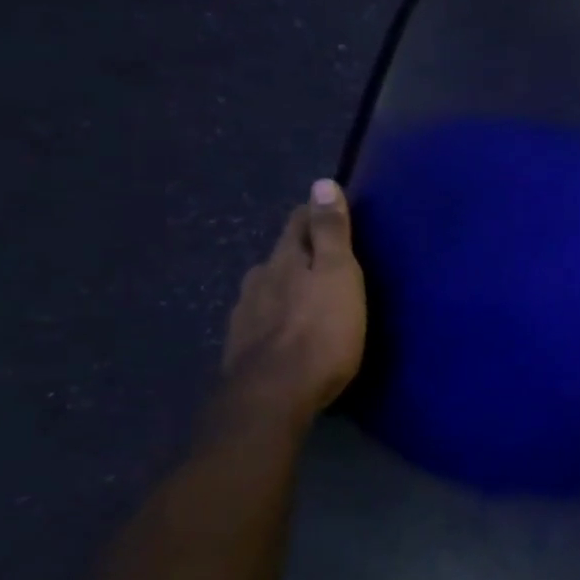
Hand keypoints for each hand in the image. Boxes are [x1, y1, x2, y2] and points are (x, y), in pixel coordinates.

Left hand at [220, 179, 366, 422]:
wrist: (273, 397)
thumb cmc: (320, 331)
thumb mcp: (338, 274)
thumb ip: (330, 231)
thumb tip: (322, 182)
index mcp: (284, 258)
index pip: (298, 222)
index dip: (315, 214)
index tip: (331, 212)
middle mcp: (258, 279)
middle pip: (280, 256)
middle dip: (300, 254)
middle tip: (326, 261)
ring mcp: (245, 315)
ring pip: (268, 289)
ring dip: (286, 288)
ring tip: (307, 299)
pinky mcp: (241, 349)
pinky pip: (262, 321)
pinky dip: (276, 319)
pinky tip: (285, 332)